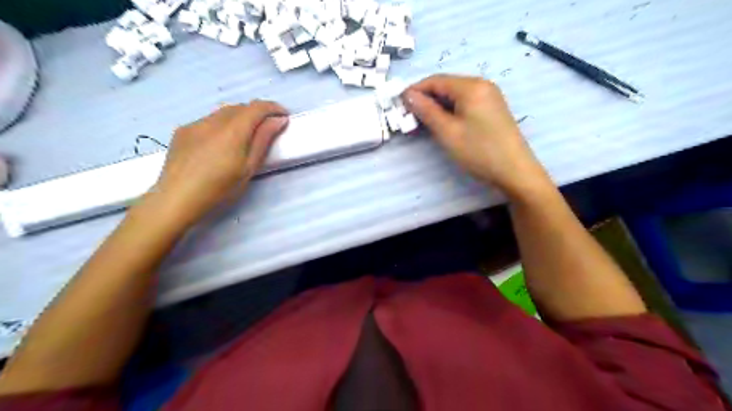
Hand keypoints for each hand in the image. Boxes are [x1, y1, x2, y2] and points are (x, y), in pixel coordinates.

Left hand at [146, 99, 288, 226]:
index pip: (256, 107)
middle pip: (240, 107)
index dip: (273, 108)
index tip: (283, 115)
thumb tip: (278, 120)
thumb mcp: (248, 168)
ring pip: (223, 112)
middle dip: (257, 112)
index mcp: (233, 131)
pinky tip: (220, 142)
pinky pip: (208, 120)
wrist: (176, 199)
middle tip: (267, 127)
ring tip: (245, 134)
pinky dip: (221, 124)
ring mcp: (195, 124)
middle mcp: (213, 121)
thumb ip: (263, 141)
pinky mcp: (182, 131)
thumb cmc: (220, 189)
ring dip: (239, 117)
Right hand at [404, 73, 551, 196]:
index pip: (435, 80)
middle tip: (410, 119)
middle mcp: (482, 84)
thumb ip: (426, 111)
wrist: (515, 171)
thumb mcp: (448, 132)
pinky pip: (466, 103)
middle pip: (446, 86)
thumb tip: (408, 95)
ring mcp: (490, 96)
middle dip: (426, 100)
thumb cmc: (479, 151)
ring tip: (424, 124)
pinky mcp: (493, 108)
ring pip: (455, 96)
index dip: (415, 91)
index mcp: (471, 86)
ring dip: (437, 107)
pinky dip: (451, 111)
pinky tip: (444, 124)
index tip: (400, 106)